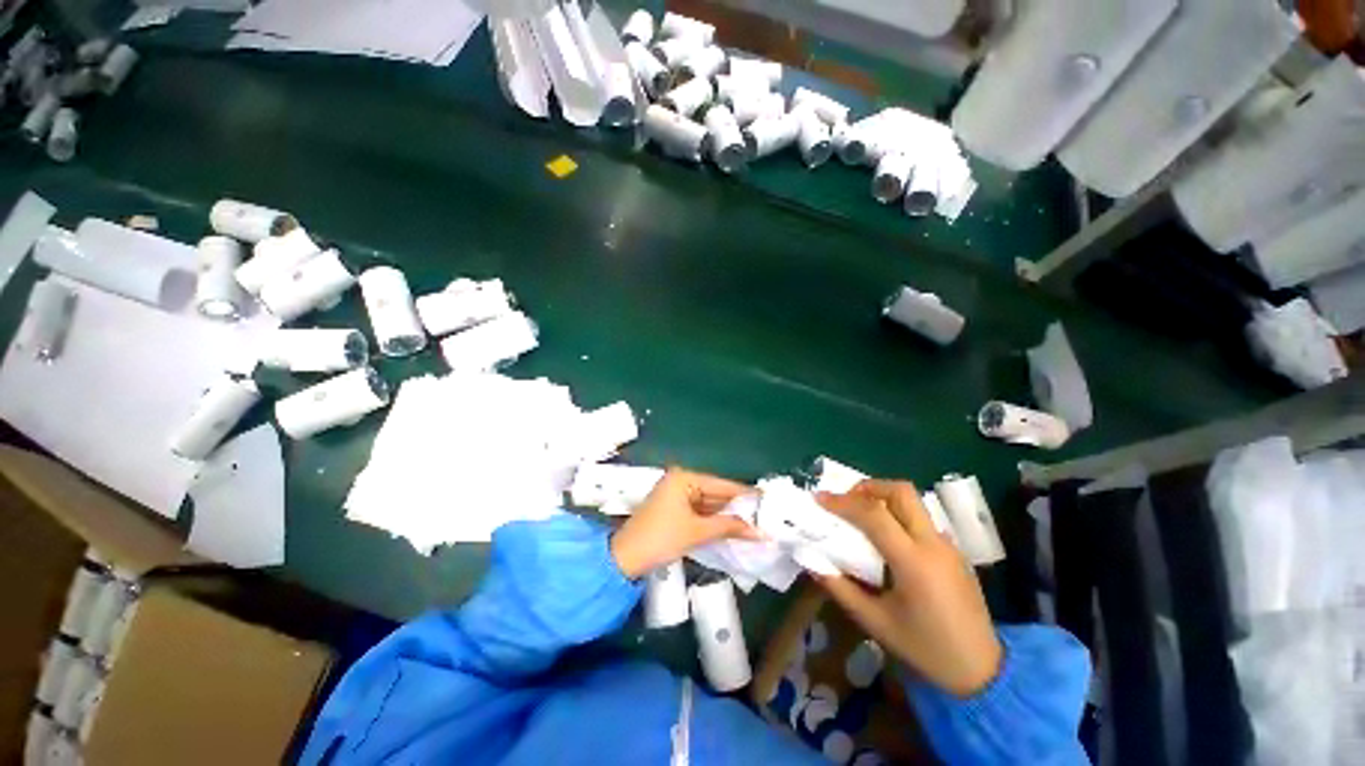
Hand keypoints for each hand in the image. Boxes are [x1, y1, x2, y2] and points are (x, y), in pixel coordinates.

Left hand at [610, 468, 758, 579]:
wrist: (625, 558)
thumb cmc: (661, 538)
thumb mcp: (698, 532)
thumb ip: (729, 527)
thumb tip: (760, 531)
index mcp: (684, 478)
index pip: (721, 484)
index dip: (744, 493)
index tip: (767, 499)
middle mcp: (680, 481)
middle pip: (714, 493)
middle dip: (736, 507)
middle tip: (764, 515)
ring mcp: (675, 495)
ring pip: (707, 503)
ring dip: (726, 515)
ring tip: (753, 523)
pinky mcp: (673, 509)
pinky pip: (698, 511)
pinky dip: (712, 520)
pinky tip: (731, 528)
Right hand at [816, 480, 1002, 697]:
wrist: (982, 672)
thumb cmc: (924, 648)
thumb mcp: (874, 622)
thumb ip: (839, 587)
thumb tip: (811, 560)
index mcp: (913, 561)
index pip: (874, 514)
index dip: (842, 502)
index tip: (819, 498)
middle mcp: (933, 544)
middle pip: (901, 492)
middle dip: (868, 487)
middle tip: (845, 499)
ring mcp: (948, 545)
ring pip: (913, 502)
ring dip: (883, 497)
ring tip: (860, 514)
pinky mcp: (954, 552)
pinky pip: (920, 520)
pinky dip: (897, 514)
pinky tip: (885, 539)